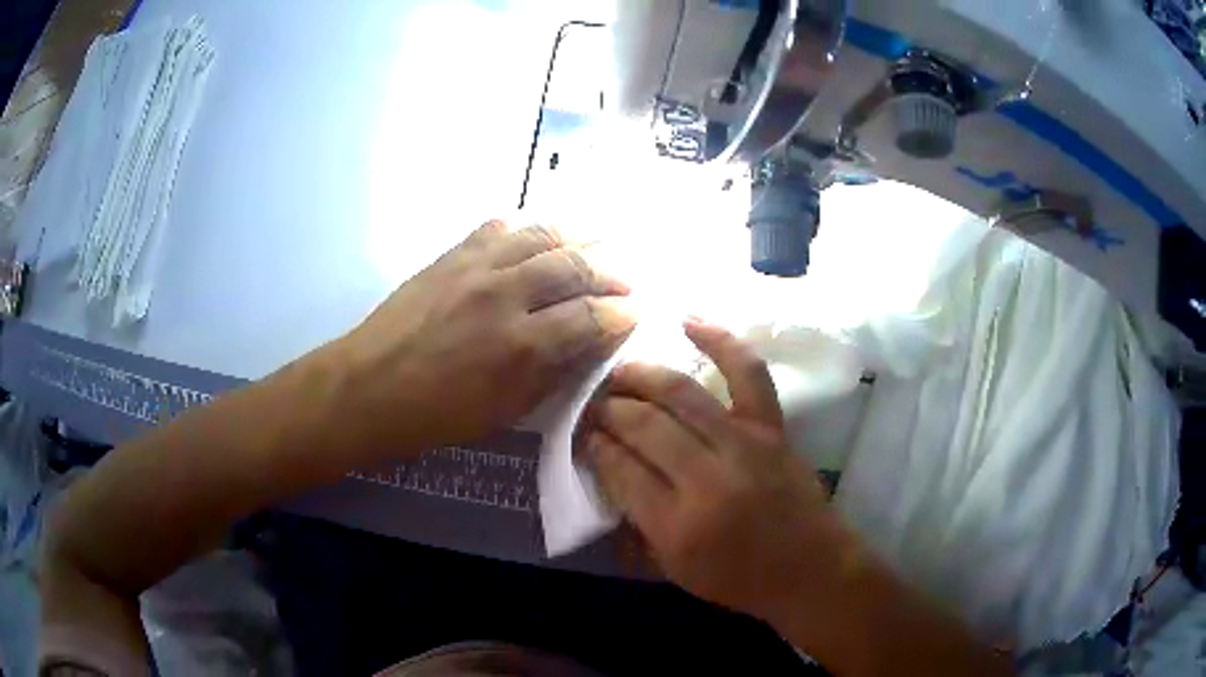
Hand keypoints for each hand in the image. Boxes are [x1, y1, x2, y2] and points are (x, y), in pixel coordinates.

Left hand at [334, 220, 635, 454]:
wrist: (368, 387)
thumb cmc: (437, 414)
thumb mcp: (504, 411)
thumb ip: (551, 373)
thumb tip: (587, 346)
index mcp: (520, 344)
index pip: (590, 317)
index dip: (621, 313)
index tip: (637, 311)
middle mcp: (504, 294)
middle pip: (573, 267)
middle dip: (609, 272)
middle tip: (624, 280)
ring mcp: (475, 267)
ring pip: (540, 235)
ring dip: (576, 237)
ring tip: (595, 243)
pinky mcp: (450, 255)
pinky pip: (496, 227)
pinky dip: (523, 228)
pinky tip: (534, 236)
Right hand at [586, 319, 851, 624]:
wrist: (810, 569)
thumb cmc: (739, 579)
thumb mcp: (674, 569)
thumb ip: (636, 521)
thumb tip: (608, 468)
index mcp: (677, 524)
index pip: (619, 469)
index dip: (594, 445)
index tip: (583, 433)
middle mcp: (707, 478)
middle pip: (643, 425)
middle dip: (608, 409)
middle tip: (593, 403)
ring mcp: (744, 445)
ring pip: (680, 393)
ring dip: (640, 375)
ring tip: (618, 371)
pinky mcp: (771, 427)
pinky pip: (747, 373)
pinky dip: (719, 340)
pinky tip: (688, 320)